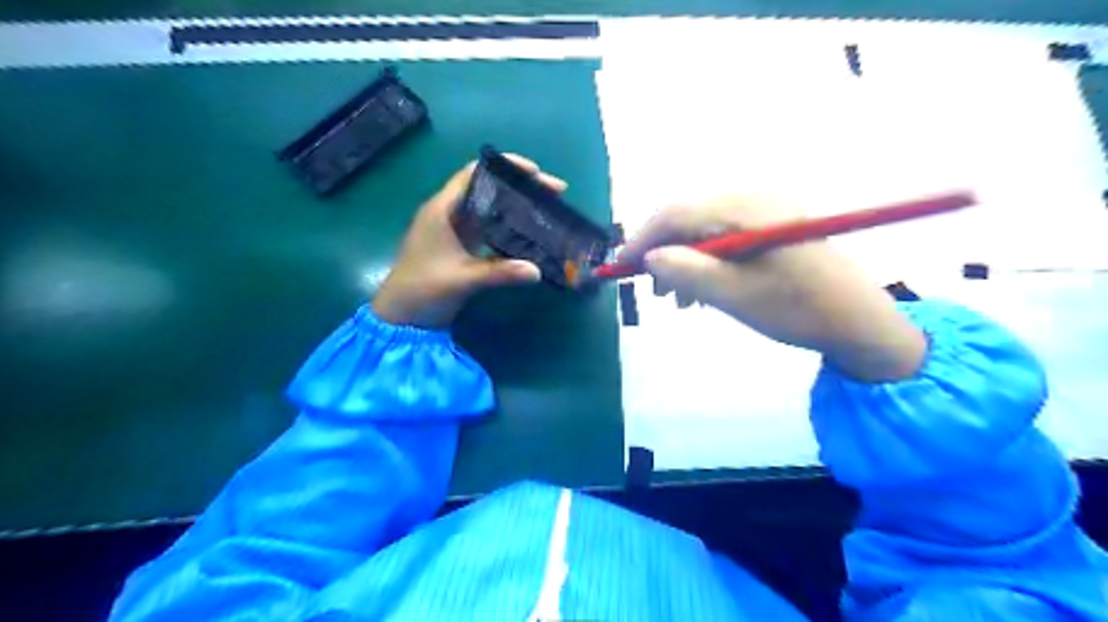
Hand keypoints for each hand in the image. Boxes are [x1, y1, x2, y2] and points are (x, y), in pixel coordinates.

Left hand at [372, 156, 565, 329]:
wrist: (401, 317)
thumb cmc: (423, 290)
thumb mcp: (462, 279)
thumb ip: (500, 273)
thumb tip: (537, 271)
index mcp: (443, 209)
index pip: (474, 173)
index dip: (505, 167)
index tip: (536, 172)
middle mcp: (449, 213)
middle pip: (488, 189)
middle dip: (520, 187)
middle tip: (554, 192)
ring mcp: (455, 231)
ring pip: (490, 208)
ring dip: (517, 206)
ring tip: (547, 208)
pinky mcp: (461, 247)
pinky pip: (489, 229)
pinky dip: (509, 227)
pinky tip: (530, 233)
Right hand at [622, 198, 928, 380]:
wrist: (858, 321)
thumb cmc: (796, 310)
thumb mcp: (734, 296)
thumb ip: (687, 272)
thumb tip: (650, 258)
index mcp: (745, 209)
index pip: (676, 213)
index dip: (642, 239)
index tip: (620, 269)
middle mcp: (753, 199)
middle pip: (688, 218)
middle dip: (663, 253)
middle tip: (653, 292)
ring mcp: (765, 211)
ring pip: (704, 230)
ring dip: (683, 260)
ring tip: (678, 300)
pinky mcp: (771, 226)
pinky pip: (724, 237)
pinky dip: (706, 261)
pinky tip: (704, 289)